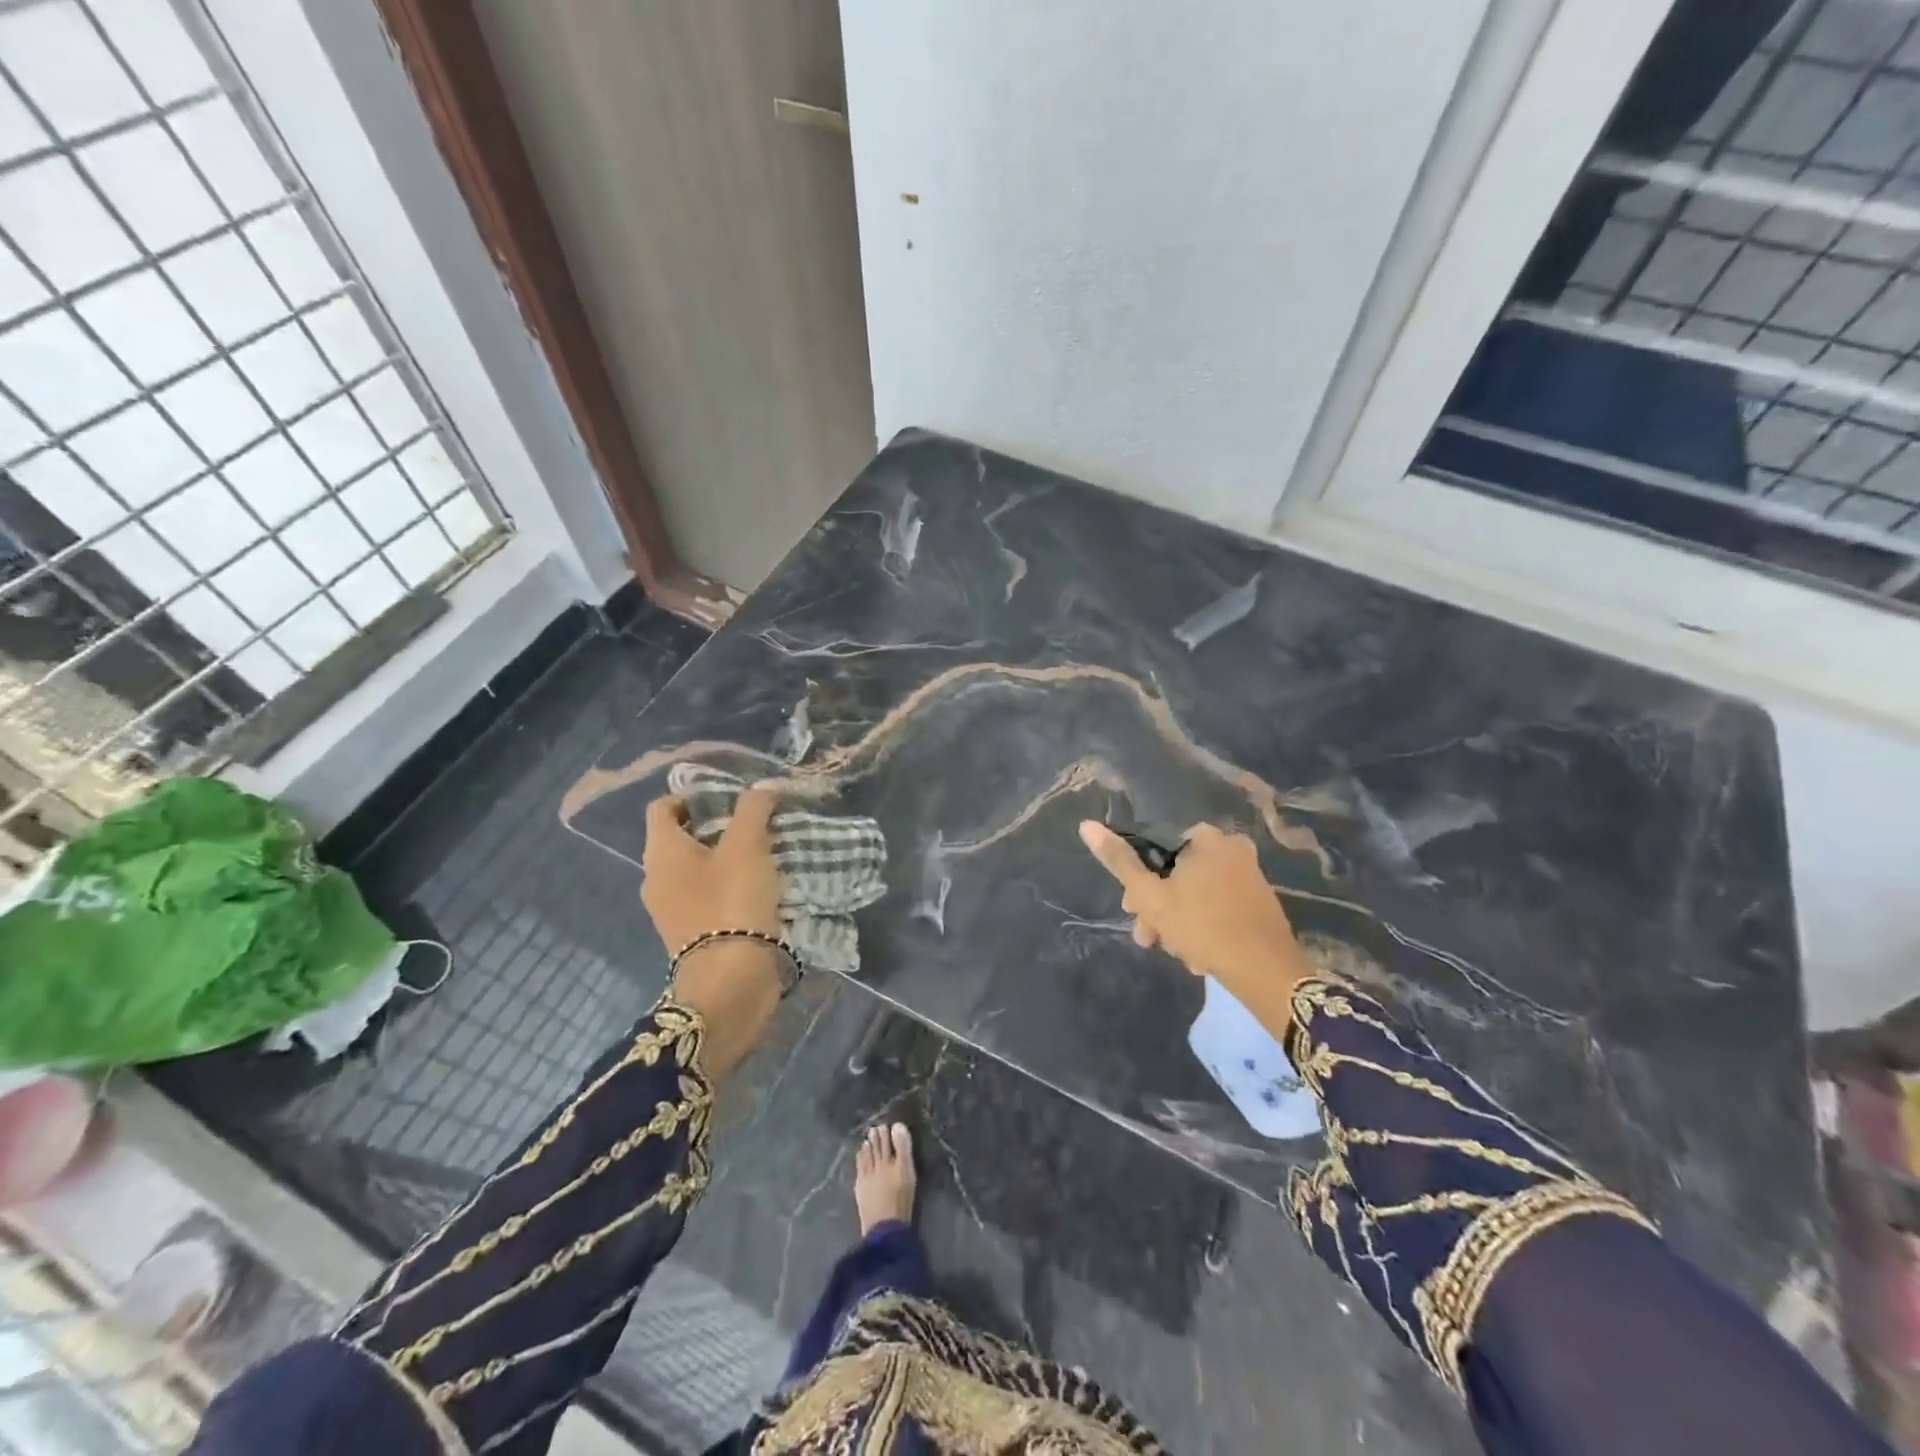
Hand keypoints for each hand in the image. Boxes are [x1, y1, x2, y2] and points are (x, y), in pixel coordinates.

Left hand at [643, 788, 783, 953]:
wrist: (731, 980)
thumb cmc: (731, 901)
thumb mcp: (747, 845)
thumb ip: (753, 809)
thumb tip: (762, 787)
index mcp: (661, 853)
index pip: (663, 807)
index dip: (693, 794)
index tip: (729, 795)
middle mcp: (658, 879)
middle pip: (682, 837)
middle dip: (717, 824)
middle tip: (754, 819)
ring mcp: (674, 910)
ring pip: (698, 869)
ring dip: (727, 856)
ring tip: (764, 849)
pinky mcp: (695, 933)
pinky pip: (709, 896)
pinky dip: (730, 884)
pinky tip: (761, 884)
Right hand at [1078, 820, 1311, 997]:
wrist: (1266, 972)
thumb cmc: (1202, 926)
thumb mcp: (1150, 895)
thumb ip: (1119, 860)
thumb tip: (1086, 825)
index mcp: (1206, 838)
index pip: (1157, 847)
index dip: (1138, 879)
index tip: (1130, 910)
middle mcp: (1232, 848)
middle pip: (1177, 873)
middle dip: (1158, 907)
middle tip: (1148, 937)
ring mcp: (1250, 875)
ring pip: (1197, 893)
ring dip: (1178, 921)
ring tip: (1176, 953)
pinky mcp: (1260, 902)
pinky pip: (1220, 906)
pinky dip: (1204, 925)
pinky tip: (1198, 954)